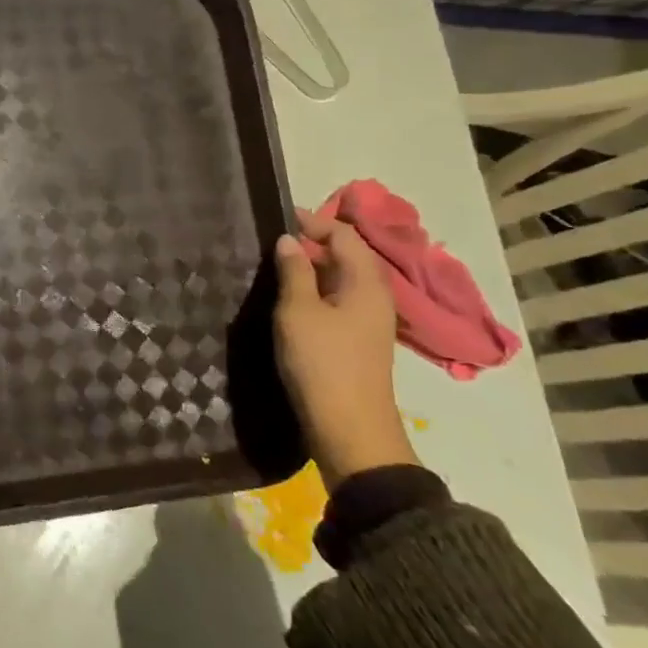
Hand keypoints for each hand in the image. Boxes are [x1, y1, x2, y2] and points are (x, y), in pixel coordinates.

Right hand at [273, 208, 413, 484]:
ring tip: (275, 267)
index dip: (314, 221)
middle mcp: (374, 296)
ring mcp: (369, 321)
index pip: (345, 234)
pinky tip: (290, 299)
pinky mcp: (358, 341)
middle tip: (272, 241)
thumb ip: (294, 271)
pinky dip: (316, 290)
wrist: (350, 428)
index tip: (279, 218)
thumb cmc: (322, 362)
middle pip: (347, 255)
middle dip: (312, 243)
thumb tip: (290, 240)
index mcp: (366, 283)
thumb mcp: (298, 311)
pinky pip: (338, 300)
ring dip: (312, 268)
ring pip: (341, 279)